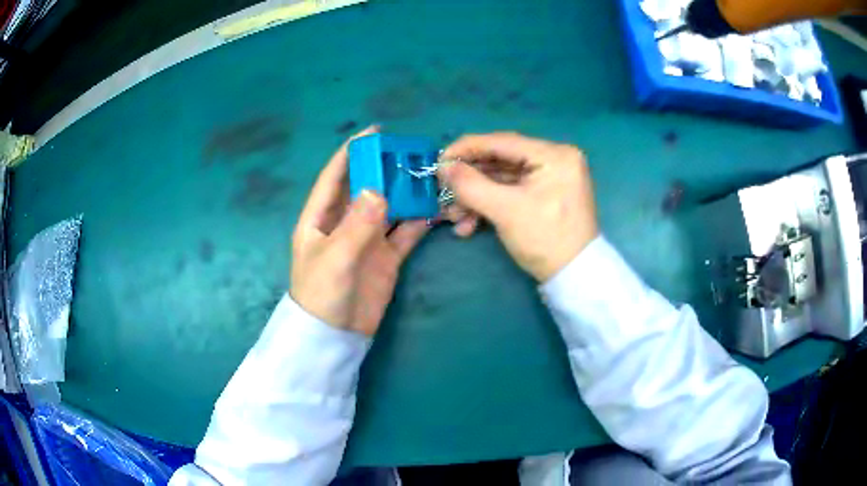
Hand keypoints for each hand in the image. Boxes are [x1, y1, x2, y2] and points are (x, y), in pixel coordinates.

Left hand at [291, 127, 428, 334]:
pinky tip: (435, 209)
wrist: (335, 337)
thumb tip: (378, 190)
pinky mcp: (386, 257)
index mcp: (320, 217)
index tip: (374, 133)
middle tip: (412, 154)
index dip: (351, 152)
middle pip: (366, 187)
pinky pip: (405, 233)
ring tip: (429, 177)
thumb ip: (356, 224)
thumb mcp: (335, 258)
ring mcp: (367, 239)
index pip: (335, 177)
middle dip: (386, 169)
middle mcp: (344, 222)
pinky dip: (419, 221)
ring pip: (390, 208)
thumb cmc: (322, 294)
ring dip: (407, 194)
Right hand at [439, 132, 598, 281]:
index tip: (439, 160)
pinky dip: (489, 205)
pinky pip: (510, 192)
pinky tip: (469, 224)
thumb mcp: (506, 210)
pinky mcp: (543, 195)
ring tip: (453, 217)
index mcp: (554, 155)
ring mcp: (549, 178)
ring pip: (501, 179)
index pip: (502, 141)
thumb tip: (443, 167)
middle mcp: (554, 159)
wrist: (573, 277)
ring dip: (475, 197)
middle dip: (469, 180)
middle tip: (443, 191)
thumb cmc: (545, 239)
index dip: (466, 149)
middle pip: (500, 161)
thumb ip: (471, 185)